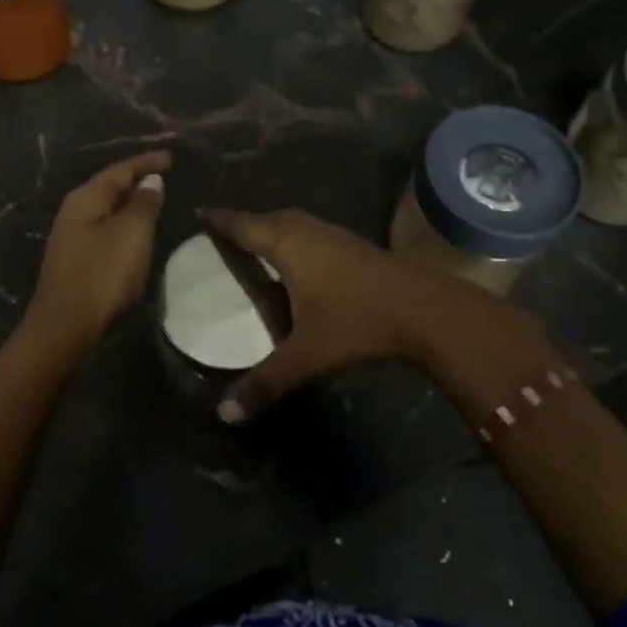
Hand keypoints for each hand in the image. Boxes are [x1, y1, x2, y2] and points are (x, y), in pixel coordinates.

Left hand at [25, 151, 171, 351]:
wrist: (66, 324)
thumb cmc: (103, 273)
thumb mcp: (132, 233)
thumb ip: (144, 203)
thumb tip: (150, 181)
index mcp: (86, 198)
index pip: (120, 170)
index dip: (147, 162)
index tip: (171, 157)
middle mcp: (74, 211)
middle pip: (110, 187)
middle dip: (137, 180)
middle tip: (164, 177)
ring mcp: (71, 236)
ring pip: (107, 209)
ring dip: (130, 204)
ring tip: (154, 201)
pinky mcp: (75, 258)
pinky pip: (104, 229)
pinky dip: (123, 224)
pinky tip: (135, 233)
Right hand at [200, 206, 551, 420]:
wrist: (428, 310)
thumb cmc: (358, 322)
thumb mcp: (306, 355)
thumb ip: (265, 382)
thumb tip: (224, 414)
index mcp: (288, 245)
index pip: (243, 225)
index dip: (220, 220)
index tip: (198, 211)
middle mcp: (308, 231)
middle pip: (268, 217)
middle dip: (244, 221)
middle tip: (223, 231)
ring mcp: (335, 235)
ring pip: (293, 222)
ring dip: (272, 227)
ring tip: (255, 243)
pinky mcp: (355, 245)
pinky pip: (311, 232)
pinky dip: (294, 237)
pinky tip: (299, 261)